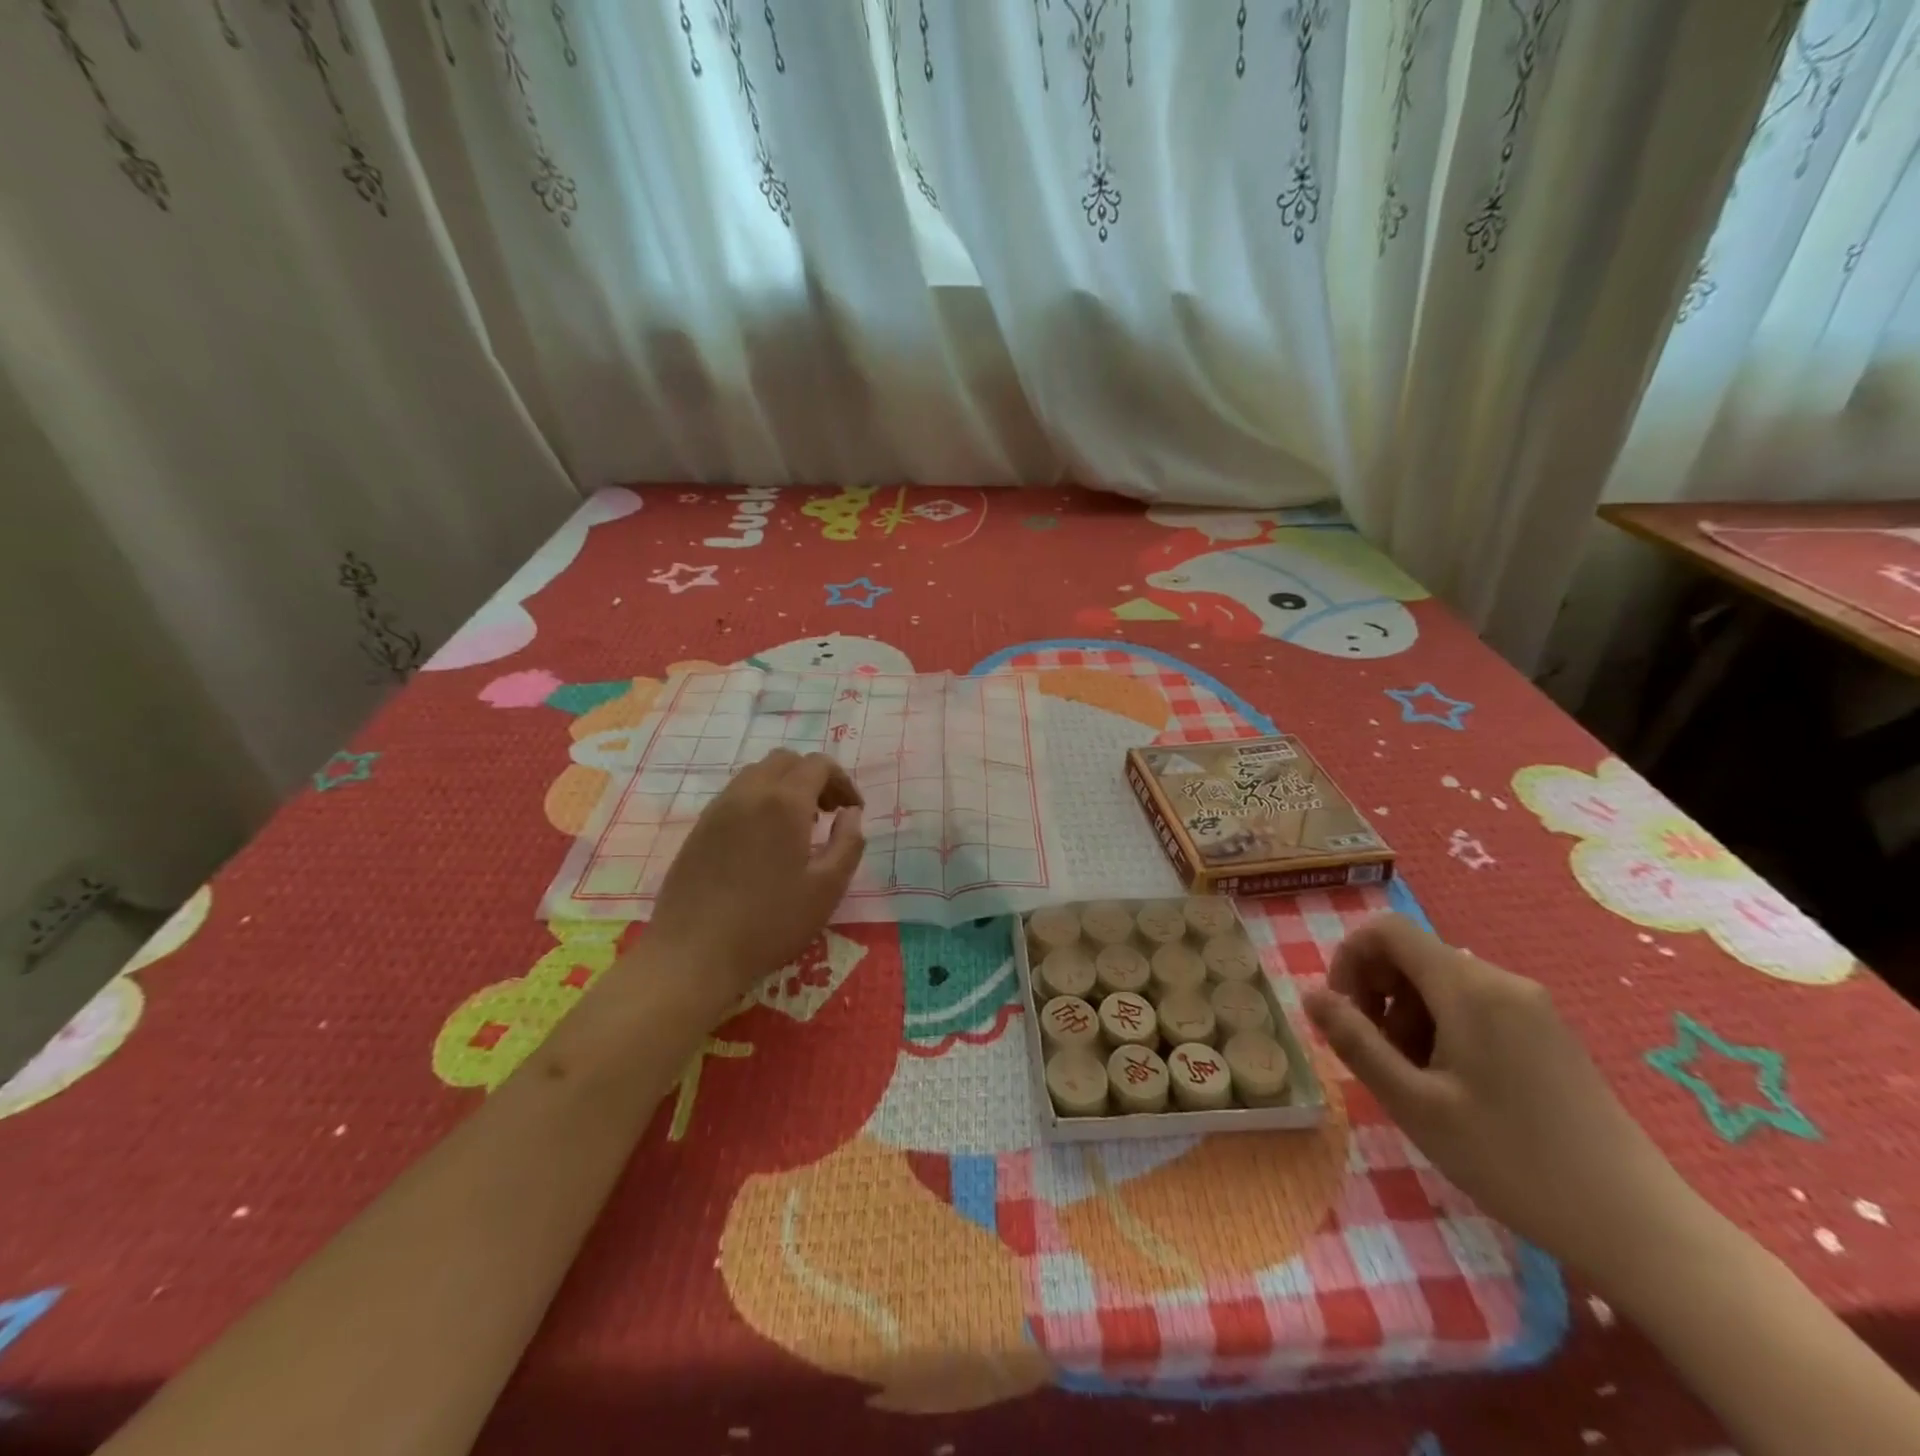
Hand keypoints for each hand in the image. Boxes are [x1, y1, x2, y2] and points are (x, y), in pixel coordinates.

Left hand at [644, 749, 864, 1014]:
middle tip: (828, 813)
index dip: (842, 781)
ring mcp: (718, 808)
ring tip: (797, 827)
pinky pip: (735, 795)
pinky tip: (764, 842)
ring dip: (785, 786)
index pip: (819, 764)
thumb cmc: (770, 923)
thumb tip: (851, 814)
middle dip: (813, 777)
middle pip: (786, 761)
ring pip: (757, 774)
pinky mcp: (699, 828)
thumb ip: (849, 842)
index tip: (852, 811)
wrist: (693, 953)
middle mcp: (749, 793)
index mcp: (784, 802)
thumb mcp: (827, 888)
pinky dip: (759, 801)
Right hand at [1304, 914, 1700, 1283]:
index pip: (1386, 931)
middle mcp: (1501, 981)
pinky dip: (1442, 1030)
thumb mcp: (1415, 1104)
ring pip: (1439, 984)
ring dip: (1407, 1018)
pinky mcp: (1548, 1033)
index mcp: (1469, 987)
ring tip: (1415, 1082)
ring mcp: (1531, 1006)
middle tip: (1377, 1058)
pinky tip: (1453, 1087)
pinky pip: (1473, 1006)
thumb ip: (1355, 1042)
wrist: (1639, 1227)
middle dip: (1377, 996)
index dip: (1349, 959)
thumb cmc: (1513, 1161)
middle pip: (1412, 956)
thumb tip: (1310, 995)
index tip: (1342, 1014)